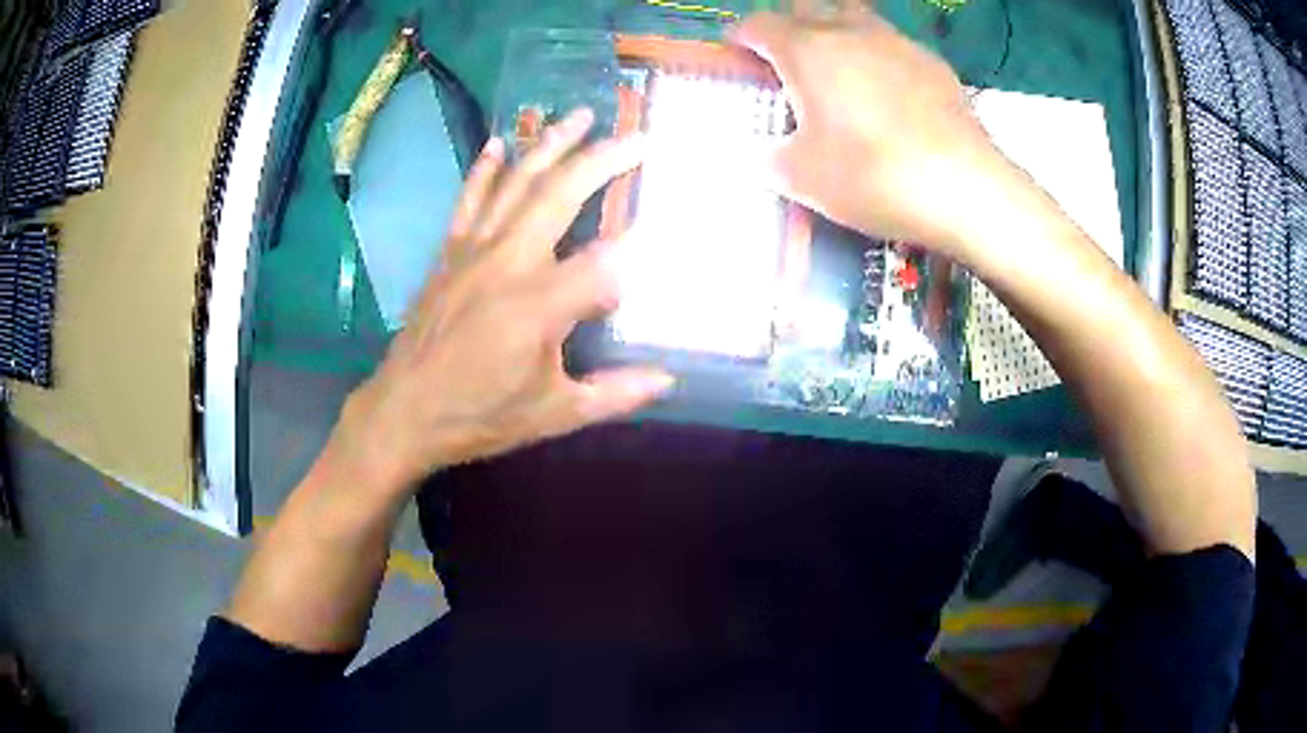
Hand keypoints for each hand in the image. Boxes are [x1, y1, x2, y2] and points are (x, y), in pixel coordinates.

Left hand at [328, 110, 673, 495]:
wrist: (404, 411)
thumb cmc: (480, 415)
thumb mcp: (554, 414)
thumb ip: (615, 393)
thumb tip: (667, 379)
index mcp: (539, 305)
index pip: (605, 266)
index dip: (634, 261)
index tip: (654, 259)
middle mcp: (508, 263)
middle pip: (561, 195)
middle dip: (603, 160)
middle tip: (637, 136)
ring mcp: (473, 251)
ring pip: (516, 184)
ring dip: (549, 146)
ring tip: (577, 115)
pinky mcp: (449, 253)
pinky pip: (469, 199)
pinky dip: (485, 169)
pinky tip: (500, 141)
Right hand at [731, 2, 1006, 257]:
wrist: (964, 189)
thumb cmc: (873, 176)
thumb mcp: (801, 178)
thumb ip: (773, 156)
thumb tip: (771, 151)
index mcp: (806, 50)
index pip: (758, 25)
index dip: (742, 40)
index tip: (742, 61)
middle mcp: (849, 31)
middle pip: (807, 7)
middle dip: (789, 27)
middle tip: (790, 62)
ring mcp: (897, 43)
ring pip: (855, 17)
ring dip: (838, 33)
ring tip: (842, 70)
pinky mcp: (934, 63)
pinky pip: (894, 45)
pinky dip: (881, 58)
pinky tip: (891, 94)